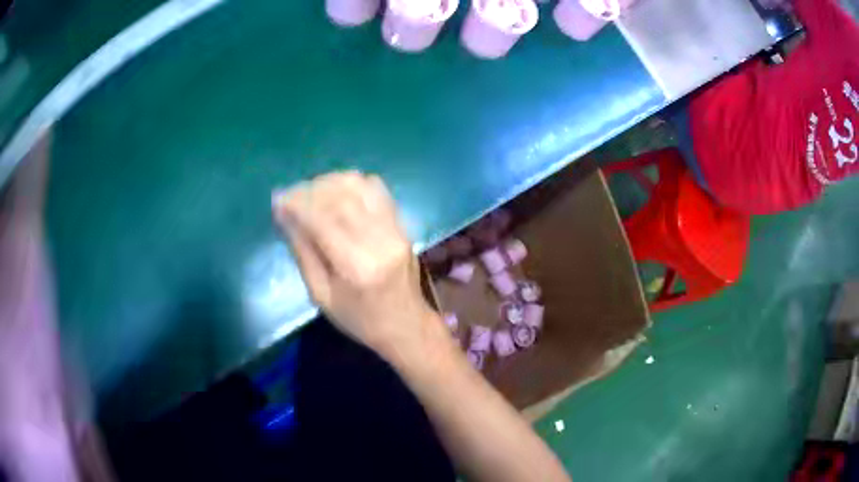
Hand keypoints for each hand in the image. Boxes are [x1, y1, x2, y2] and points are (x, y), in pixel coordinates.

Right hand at [272, 171, 443, 359]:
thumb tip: (283, 215)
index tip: (278, 200)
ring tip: (310, 193)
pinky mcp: (403, 224)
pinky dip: (352, 184)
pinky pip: (377, 189)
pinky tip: (336, 193)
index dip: (297, 204)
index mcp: (356, 267)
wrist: (407, 325)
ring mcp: (396, 229)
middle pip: (341, 197)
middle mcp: (380, 240)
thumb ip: (302, 252)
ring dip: (330, 182)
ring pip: (360, 186)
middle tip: (290, 195)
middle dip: (309, 190)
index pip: (322, 219)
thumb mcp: (321, 296)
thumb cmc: (359, 319)